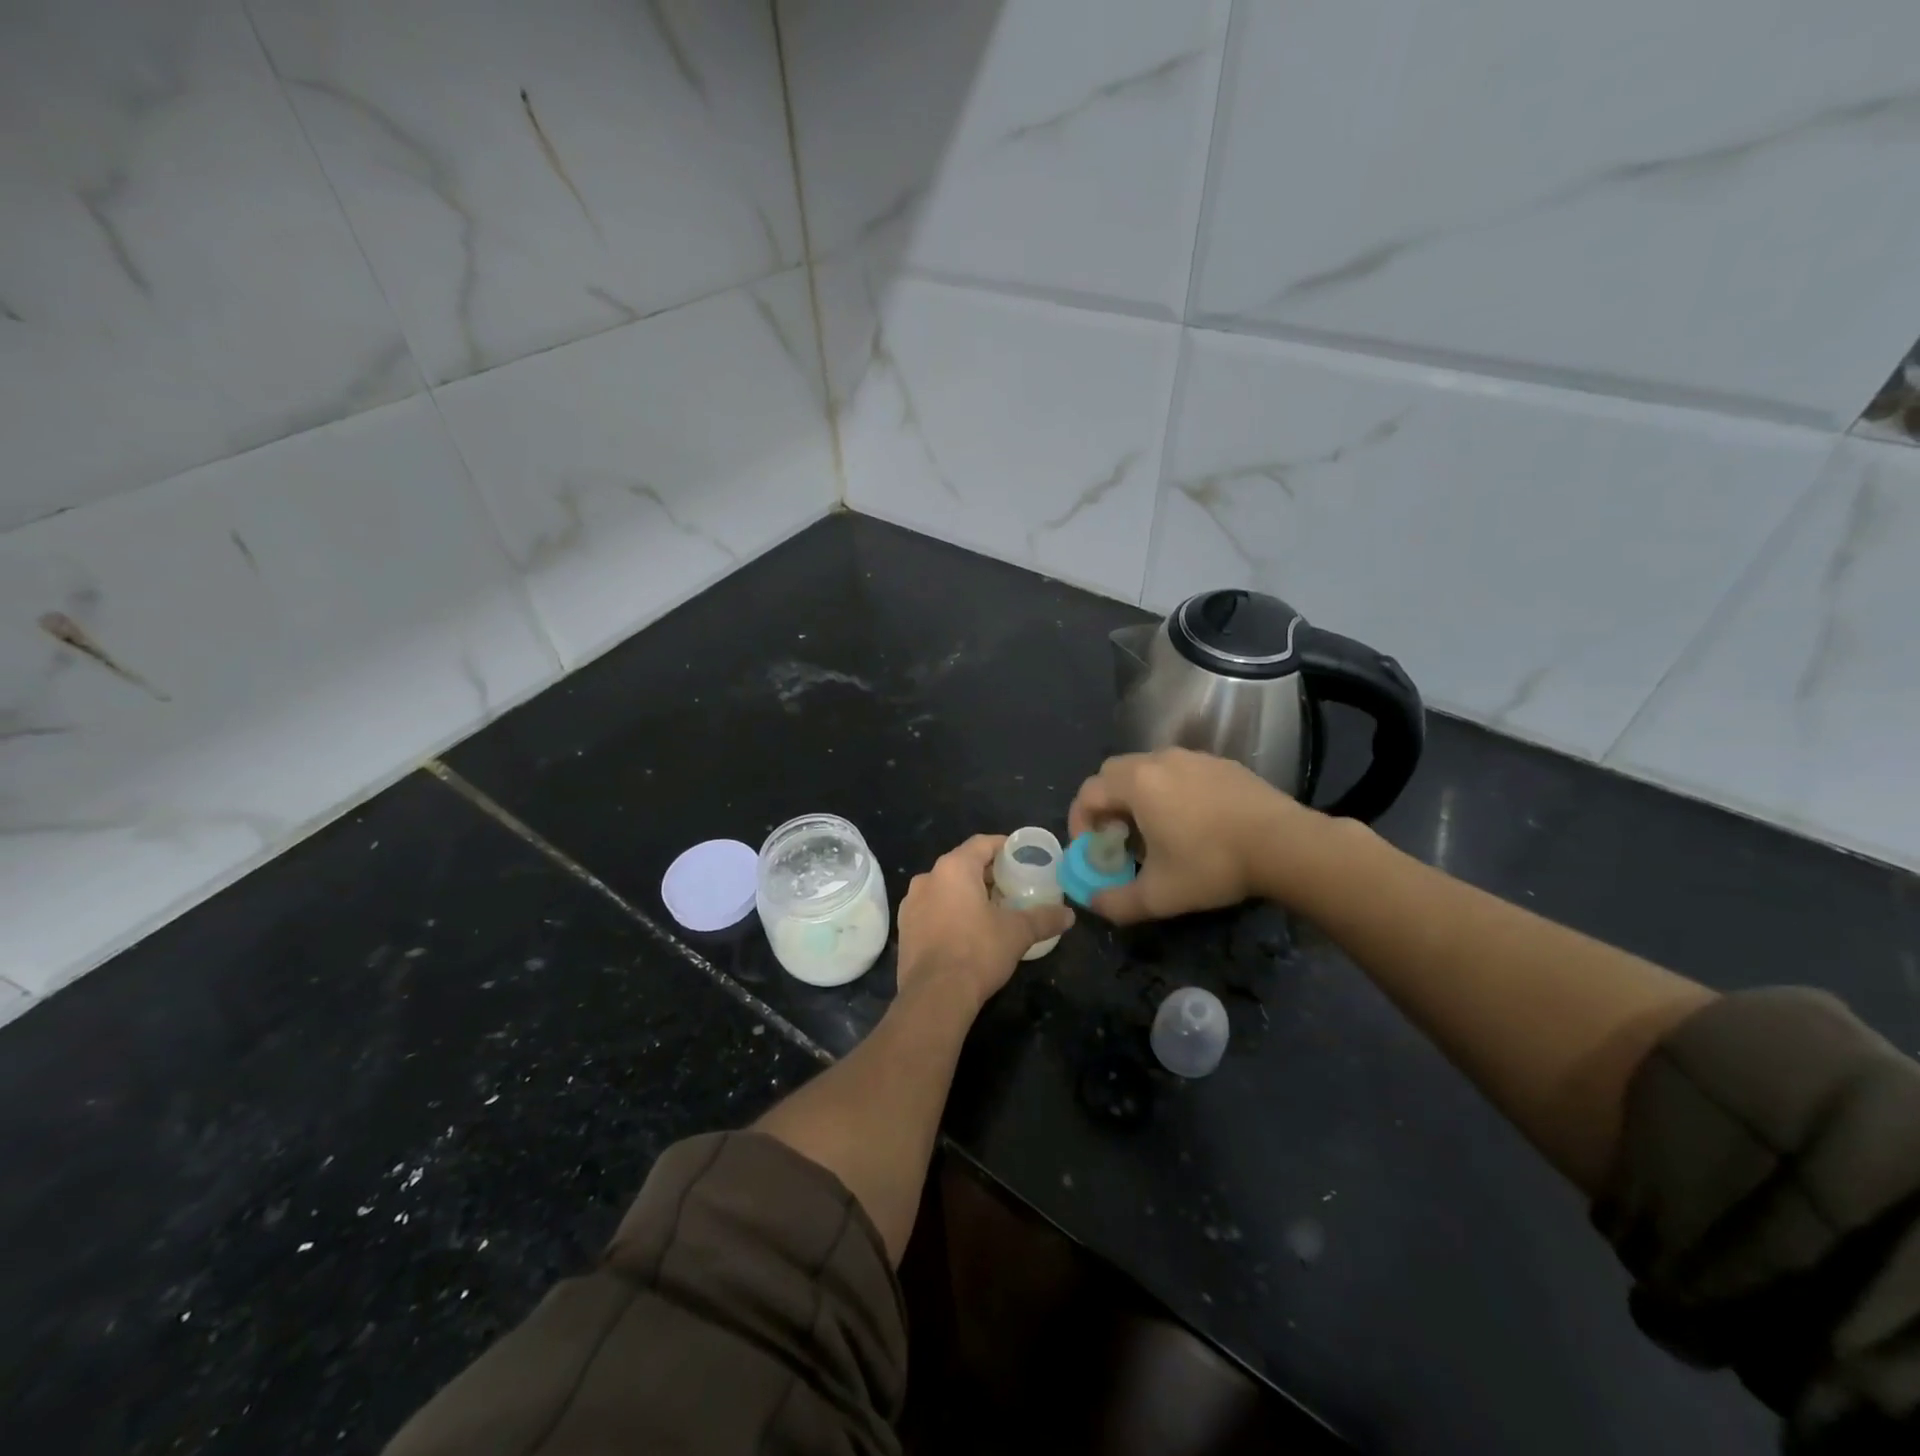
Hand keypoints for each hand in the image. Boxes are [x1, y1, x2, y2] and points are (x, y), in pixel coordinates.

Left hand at [896, 835, 1074, 1013]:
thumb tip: (1069, 915)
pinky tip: (967, 930)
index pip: (982, 843)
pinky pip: (932, 908)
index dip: (1004, 846)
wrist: (934, 996)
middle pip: (962, 864)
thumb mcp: (1018, 933)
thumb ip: (1044, 918)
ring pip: (945, 887)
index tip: (1021, 857)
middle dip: (987, 873)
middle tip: (1012, 885)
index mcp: (954, 868)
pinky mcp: (904, 928)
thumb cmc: (977, 952)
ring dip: (967, 893)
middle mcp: (928, 878)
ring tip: (991, 909)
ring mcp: (911, 903)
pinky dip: (950, 911)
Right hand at [1067, 748, 1325, 923]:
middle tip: (1118, 837)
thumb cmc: (1212, 864)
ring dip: (1138, 796)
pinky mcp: (1222, 764)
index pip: (1088, 793)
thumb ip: (1116, 902)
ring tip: (1155, 830)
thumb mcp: (1159, 895)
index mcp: (1137, 784)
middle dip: (1106, 804)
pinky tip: (1193, 822)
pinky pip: (1180, 771)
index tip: (1092, 849)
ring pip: (1148, 769)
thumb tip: (1093, 903)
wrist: (1286, 844)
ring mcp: (1193, 758)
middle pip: (1113, 774)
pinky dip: (1170, 791)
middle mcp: (1159, 760)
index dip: (1080, 821)